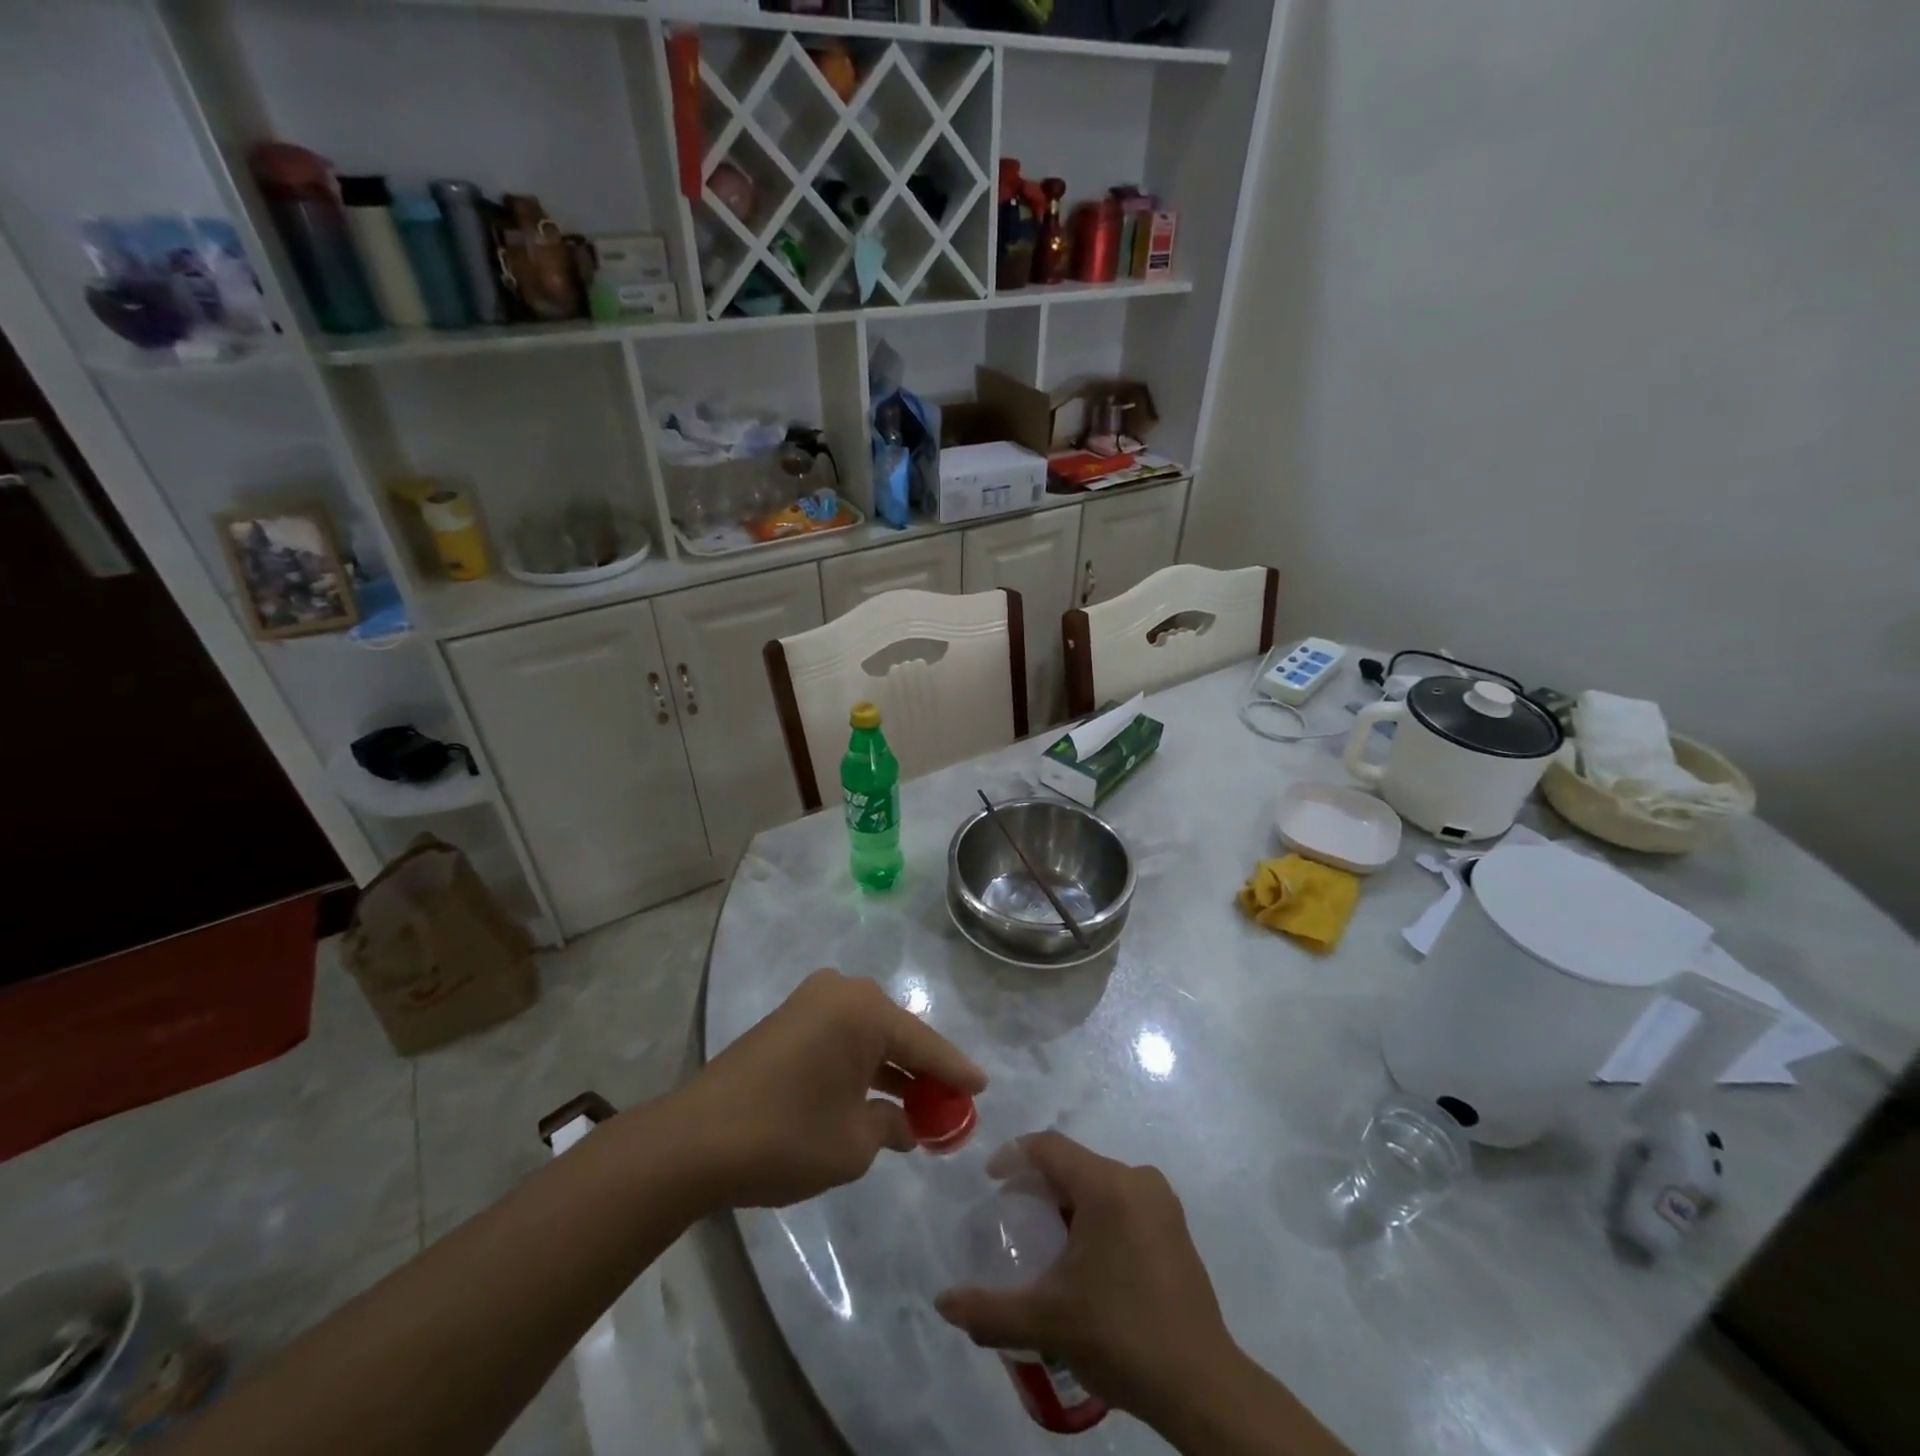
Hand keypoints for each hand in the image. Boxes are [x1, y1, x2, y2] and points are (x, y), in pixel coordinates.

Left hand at [678, 968, 985, 1208]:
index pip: (924, 1043)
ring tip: (916, 1106)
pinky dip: (859, 1064)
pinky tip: (873, 1095)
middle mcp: (840, 992)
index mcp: (864, 1010)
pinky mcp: (787, 1020)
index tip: (982, 1087)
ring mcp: (809, 1002)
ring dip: (889, 1069)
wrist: (695, 1141)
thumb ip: (891, 1126)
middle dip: (921, 1070)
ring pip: (867, 1035)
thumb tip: (905, 1124)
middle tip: (947, 1103)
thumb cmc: (786, 1137)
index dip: (955, 1071)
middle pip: (896, 1034)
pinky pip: (840, 1038)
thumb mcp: (853, 1144)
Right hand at [934, 1132, 1235, 1428]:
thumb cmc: (1121, 1336)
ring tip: (1045, 1240)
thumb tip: (943, 1304)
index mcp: (1107, 1185)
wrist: (1201, 1386)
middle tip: (1014, 1218)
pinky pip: (1122, 1201)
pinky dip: (1096, 1214)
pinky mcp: (1175, 1226)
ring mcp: (1161, 1201)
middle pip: (1074, 1164)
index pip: (1049, 1148)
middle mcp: (1137, 1178)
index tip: (991, 1183)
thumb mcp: (1047, 1322)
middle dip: (1040, 1184)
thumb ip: (990, 1310)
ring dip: (1068, 1201)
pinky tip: (1086, 1257)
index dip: (1014, 1157)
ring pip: (1099, 1182)